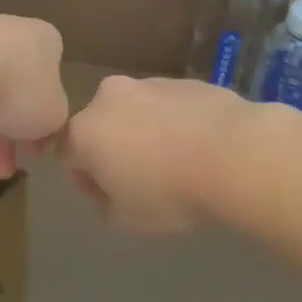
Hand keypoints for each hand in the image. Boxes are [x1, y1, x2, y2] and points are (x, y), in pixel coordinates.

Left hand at [0, 14, 68, 192]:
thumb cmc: (18, 86)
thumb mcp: (53, 115)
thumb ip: (52, 123)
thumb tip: (41, 129)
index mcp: (39, 43)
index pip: (43, 85)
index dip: (38, 124)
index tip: (32, 153)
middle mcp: (1, 38)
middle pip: (2, 98)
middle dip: (0, 145)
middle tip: (0, 175)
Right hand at [62, 75, 247, 234]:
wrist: (234, 153)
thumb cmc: (170, 192)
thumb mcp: (126, 220)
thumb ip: (104, 204)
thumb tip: (108, 189)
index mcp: (86, 130)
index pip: (68, 155)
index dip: (86, 180)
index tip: (111, 198)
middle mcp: (110, 97)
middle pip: (101, 126)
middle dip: (114, 150)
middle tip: (142, 181)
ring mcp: (149, 83)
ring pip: (136, 112)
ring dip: (146, 134)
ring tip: (177, 164)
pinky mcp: (184, 80)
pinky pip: (169, 106)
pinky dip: (176, 123)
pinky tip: (200, 147)